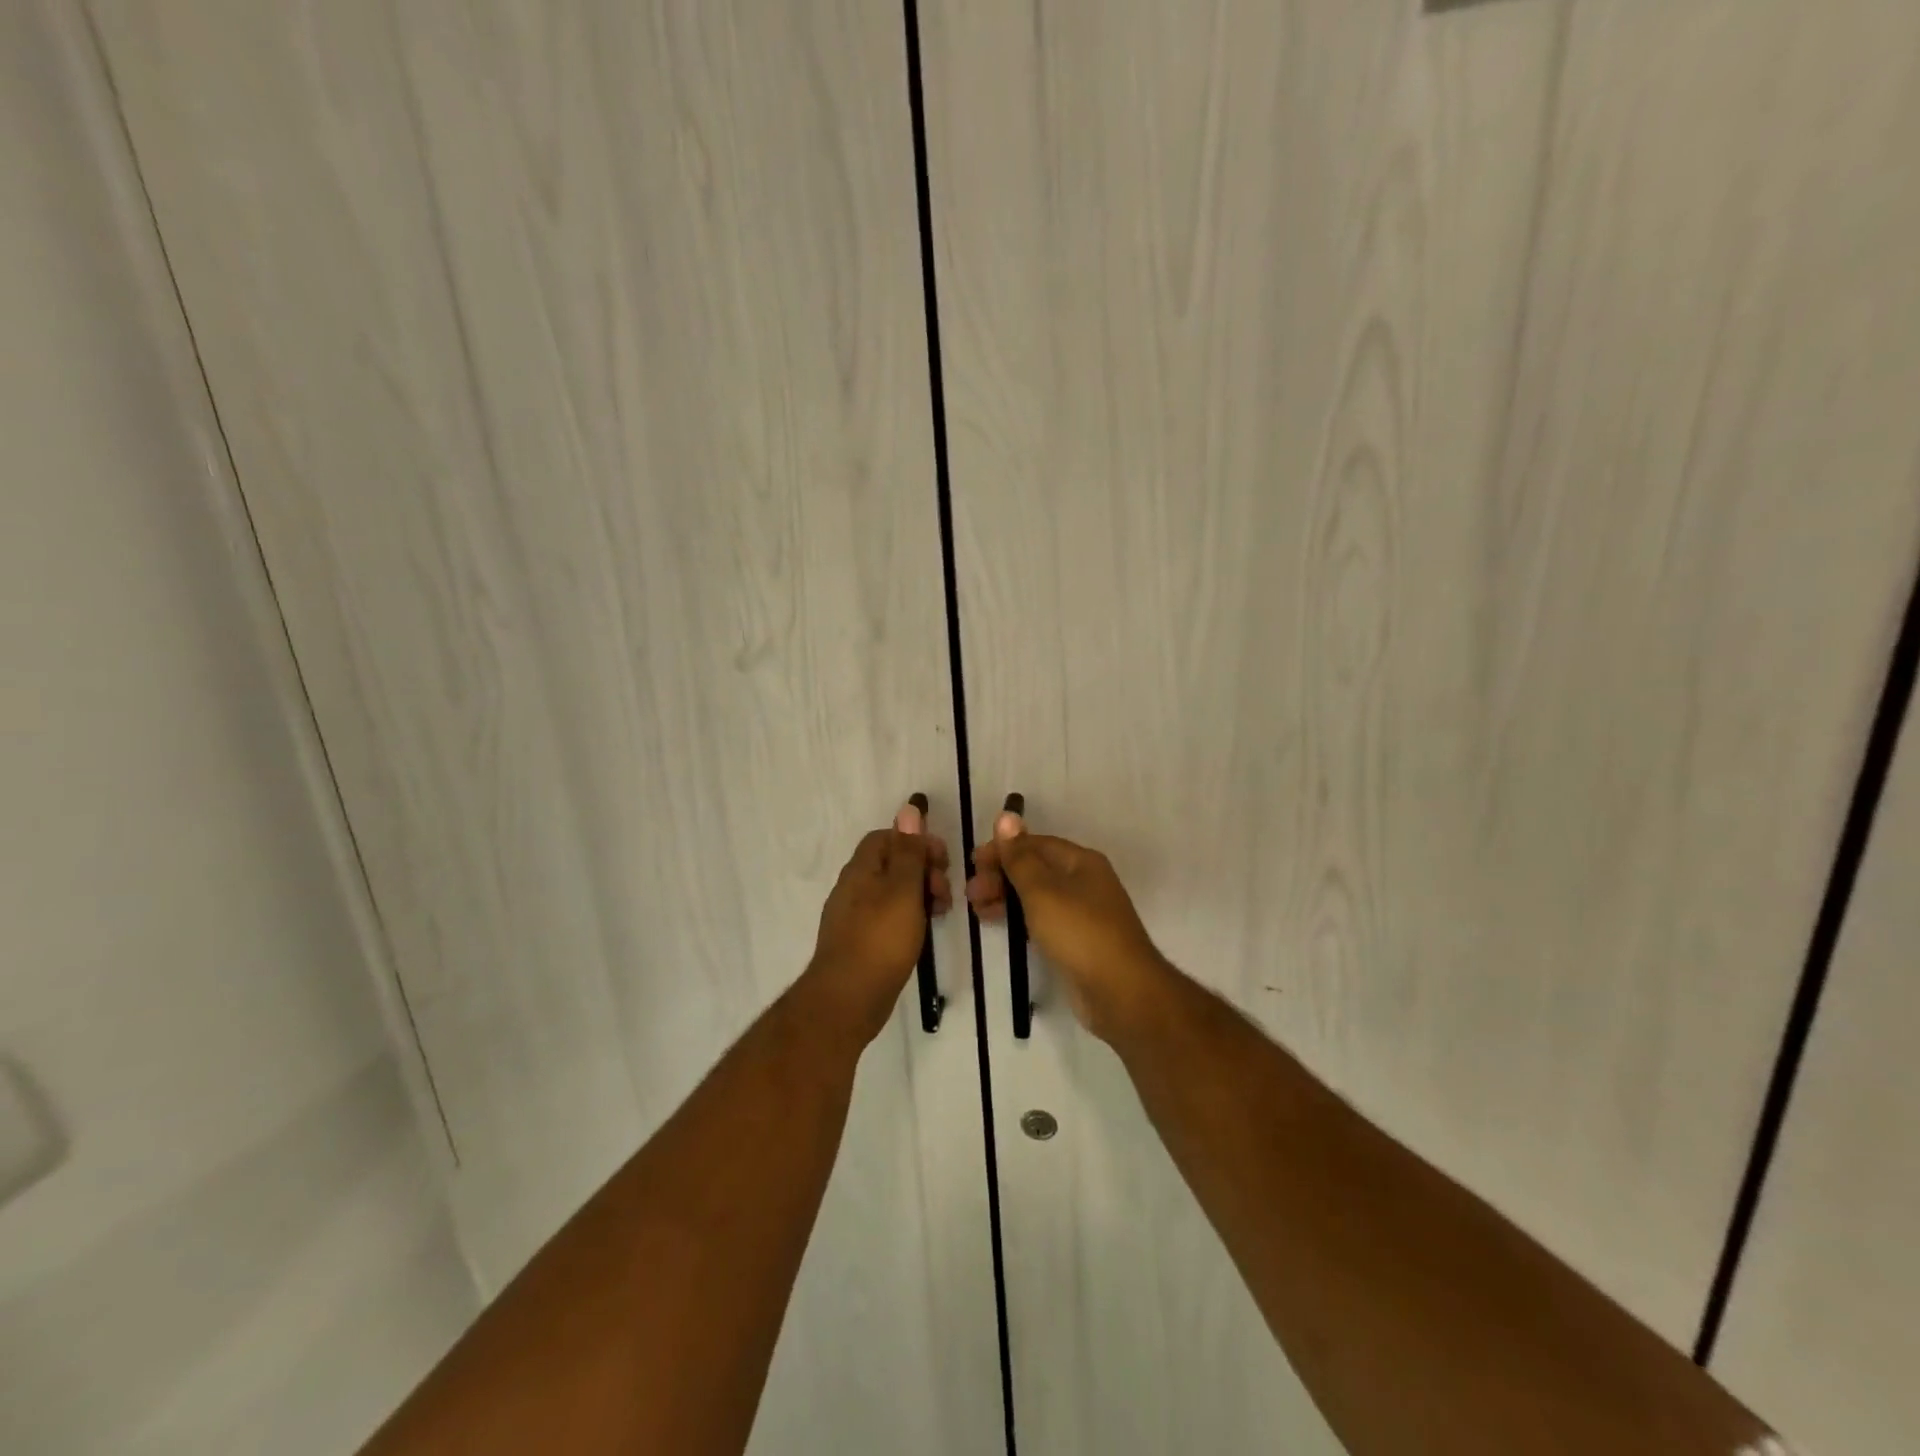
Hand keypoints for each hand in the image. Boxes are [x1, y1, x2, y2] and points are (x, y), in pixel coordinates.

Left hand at [801, 802, 951, 1047]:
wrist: (847, 1000)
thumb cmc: (880, 940)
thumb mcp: (902, 890)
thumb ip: (908, 851)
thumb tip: (909, 808)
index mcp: (861, 869)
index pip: (886, 837)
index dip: (916, 841)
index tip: (943, 860)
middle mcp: (852, 887)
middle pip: (890, 863)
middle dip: (922, 869)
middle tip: (945, 890)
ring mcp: (853, 916)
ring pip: (890, 891)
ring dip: (918, 894)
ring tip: (941, 911)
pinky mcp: (859, 941)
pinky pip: (887, 916)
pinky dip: (908, 916)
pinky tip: (922, 932)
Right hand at [966, 810, 1166, 1041]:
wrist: (1121, 992)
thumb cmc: (1079, 932)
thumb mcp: (1042, 890)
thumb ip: (1020, 856)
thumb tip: (1006, 815)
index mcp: (1080, 861)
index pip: (1034, 844)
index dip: (1002, 850)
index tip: (973, 864)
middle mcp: (1084, 881)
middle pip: (1035, 869)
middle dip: (1001, 876)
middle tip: (971, 893)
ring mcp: (1082, 913)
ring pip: (1036, 895)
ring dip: (1005, 897)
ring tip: (977, 911)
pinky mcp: (1077, 941)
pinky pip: (1042, 920)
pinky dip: (1019, 918)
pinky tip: (999, 925)